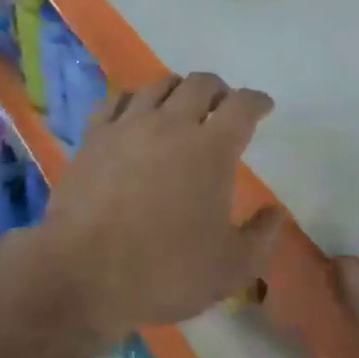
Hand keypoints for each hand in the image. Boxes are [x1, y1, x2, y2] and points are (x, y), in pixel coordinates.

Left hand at [46, 72, 284, 339]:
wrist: (83, 274)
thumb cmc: (164, 271)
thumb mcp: (230, 268)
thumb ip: (261, 237)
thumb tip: (275, 212)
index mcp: (212, 149)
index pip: (243, 105)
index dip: (257, 101)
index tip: (263, 107)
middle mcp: (172, 124)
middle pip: (201, 84)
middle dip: (219, 90)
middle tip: (223, 106)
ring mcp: (129, 125)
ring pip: (159, 85)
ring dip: (178, 89)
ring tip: (181, 105)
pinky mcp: (94, 136)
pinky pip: (117, 100)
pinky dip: (134, 99)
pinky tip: (135, 112)